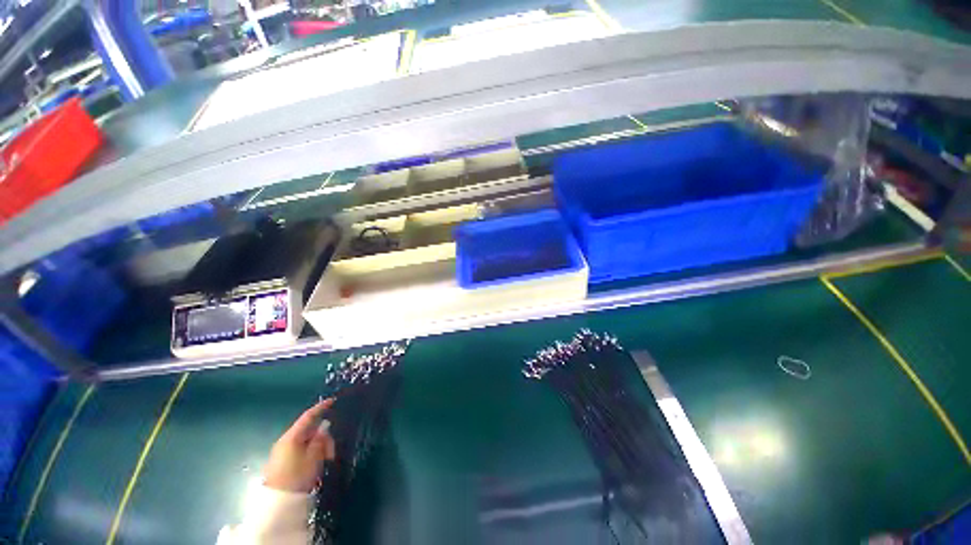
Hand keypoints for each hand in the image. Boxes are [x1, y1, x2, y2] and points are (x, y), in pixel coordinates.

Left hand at [263, 399, 336, 492]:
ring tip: (326, 460)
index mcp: (291, 437)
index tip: (333, 401)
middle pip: (308, 431)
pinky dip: (311, 453)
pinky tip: (317, 464)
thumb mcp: (314, 457)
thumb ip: (320, 439)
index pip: (308, 416)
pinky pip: (301, 451)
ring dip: (318, 447)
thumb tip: (324, 426)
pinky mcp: (282, 463)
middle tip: (331, 451)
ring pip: (306, 442)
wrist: (278, 504)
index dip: (321, 407)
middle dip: (323, 437)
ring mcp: (282, 453)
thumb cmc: (297, 477)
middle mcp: (285, 442)